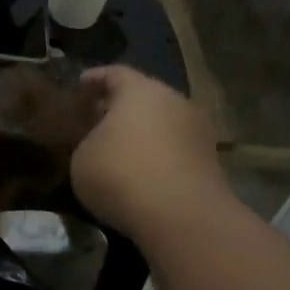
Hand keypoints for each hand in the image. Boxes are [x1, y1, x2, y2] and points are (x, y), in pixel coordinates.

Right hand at [70, 67, 226, 240]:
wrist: (181, 216)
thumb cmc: (121, 174)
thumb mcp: (82, 157)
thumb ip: (89, 141)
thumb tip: (100, 144)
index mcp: (140, 91)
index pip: (115, 74)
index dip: (95, 79)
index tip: (80, 86)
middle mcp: (174, 101)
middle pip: (144, 97)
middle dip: (120, 108)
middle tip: (97, 121)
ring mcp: (197, 131)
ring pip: (163, 124)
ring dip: (143, 134)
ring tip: (119, 151)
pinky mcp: (210, 161)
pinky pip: (175, 150)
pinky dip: (158, 156)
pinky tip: (142, 174)